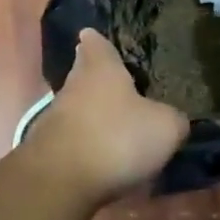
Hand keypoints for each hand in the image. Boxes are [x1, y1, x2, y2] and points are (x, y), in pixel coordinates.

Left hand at [23, 30, 189, 204]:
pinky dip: (87, 144)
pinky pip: (73, 139)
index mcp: (100, 68)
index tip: (99, 38)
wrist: (61, 181)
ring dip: (94, 115)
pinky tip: (104, 158)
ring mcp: (54, 117)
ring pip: (77, 108)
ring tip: (119, 127)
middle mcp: (72, 86)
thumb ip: (173, 118)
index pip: (96, 42)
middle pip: (84, 75)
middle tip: (123, 88)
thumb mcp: (165, 128)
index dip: (100, 41)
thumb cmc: (117, 138)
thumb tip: (174, 119)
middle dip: (99, 80)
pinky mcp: (46, 148)